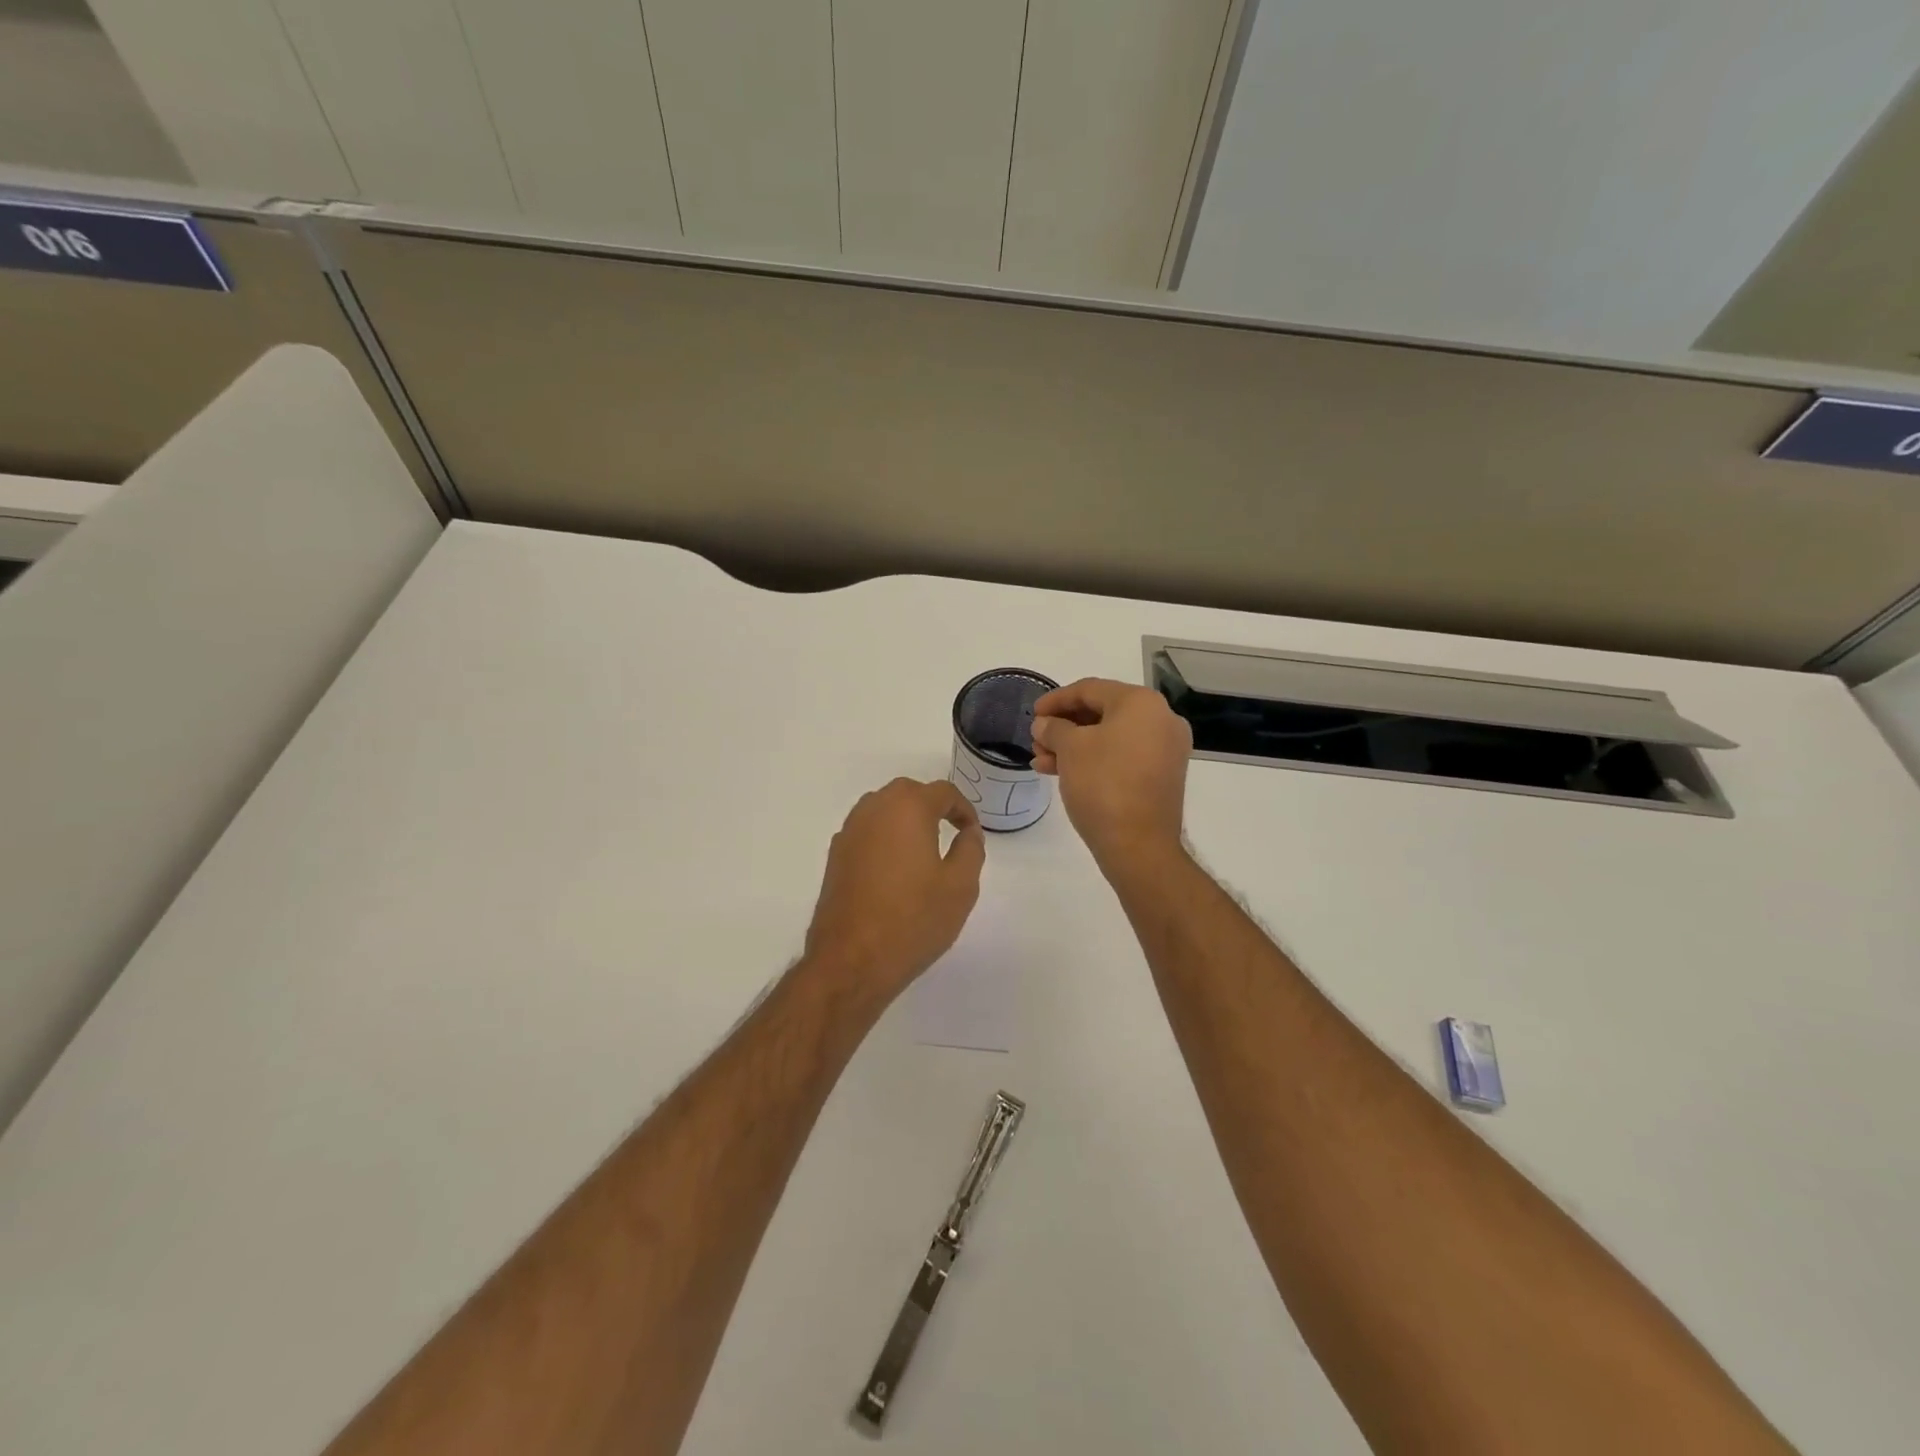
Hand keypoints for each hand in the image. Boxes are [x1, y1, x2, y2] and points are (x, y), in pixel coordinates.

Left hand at [803, 778, 985, 1000]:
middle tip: (951, 833)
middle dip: (932, 807)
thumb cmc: (913, 920)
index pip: (943, 792)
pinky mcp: (835, 855)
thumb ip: (970, 849)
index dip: (963, 809)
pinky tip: (895, 869)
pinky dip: (884, 838)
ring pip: (883, 809)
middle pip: (908, 793)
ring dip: (905, 820)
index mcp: (907, 808)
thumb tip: (968, 831)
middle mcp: (874, 809)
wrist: (851, 960)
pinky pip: (866, 831)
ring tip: (923, 850)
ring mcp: (849, 831)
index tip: (972, 832)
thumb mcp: (960, 886)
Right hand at [1029, 679, 1190, 868]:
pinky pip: (1122, 756)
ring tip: (1042, 761)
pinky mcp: (1162, 775)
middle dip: (1064, 726)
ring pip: (1110, 737)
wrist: (1139, 845)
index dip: (1056, 699)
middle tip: (1036, 741)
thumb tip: (1045, 724)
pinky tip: (1063, 772)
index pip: (1090, 689)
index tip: (1032, 714)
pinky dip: (1094, 759)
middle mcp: (1161, 719)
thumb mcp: (1070, 749)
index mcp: (1141, 703)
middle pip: (1102, 712)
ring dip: (1074, 746)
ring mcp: (1165, 748)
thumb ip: (1053, 728)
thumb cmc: (1103, 785)